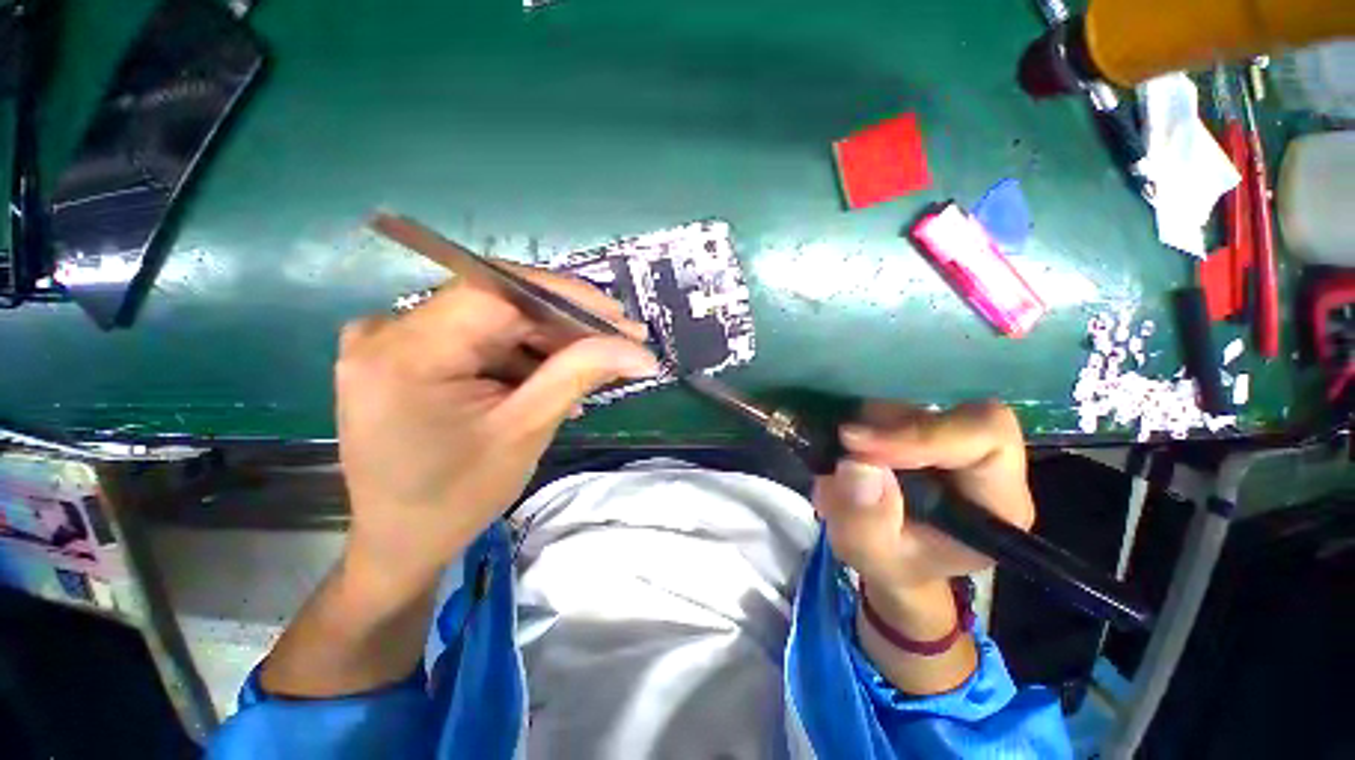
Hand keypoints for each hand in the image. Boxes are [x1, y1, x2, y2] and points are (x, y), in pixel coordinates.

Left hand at [335, 262, 657, 594]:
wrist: (399, 541)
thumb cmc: (457, 498)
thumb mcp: (526, 431)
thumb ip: (580, 374)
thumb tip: (640, 352)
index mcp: (408, 352)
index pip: (501, 291)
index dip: (568, 298)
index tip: (620, 320)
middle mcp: (388, 330)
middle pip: (499, 303)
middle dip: (566, 325)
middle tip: (619, 344)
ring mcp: (392, 339)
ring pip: (494, 319)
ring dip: (549, 342)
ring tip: (592, 370)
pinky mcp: (406, 353)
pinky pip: (478, 339)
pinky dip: (521, 356)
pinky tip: (552, 381)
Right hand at [813, 400, 1034, 590]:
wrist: (890, 556)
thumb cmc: (893, 562)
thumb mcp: (872, 555)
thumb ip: (867, 521)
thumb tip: (857, 463)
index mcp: (996, 501)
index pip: (986, 437)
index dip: (924, 434)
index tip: (860, 445)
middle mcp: (982, 461)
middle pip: (949, 413)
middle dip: (889, 426)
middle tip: (845, 444)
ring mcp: (948, 438)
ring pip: (913, 406)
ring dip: (869, 425)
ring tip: (840, 460)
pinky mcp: (920, 427)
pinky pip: (890, 408)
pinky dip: (861, 423)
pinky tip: (844, 451)